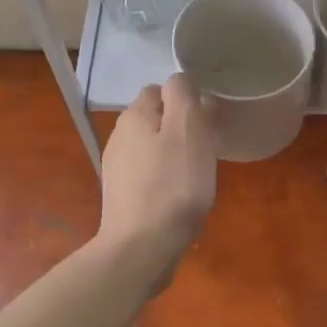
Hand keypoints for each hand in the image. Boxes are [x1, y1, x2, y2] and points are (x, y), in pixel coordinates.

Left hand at [98, 73, 215, 277]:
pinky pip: (150, 174)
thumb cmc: (172, 185)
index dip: (186, 100)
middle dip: (182, 127)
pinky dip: (166, 178)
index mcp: (135, 116)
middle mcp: (120, 136)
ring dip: (175, 154)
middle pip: (157, 118)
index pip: (161, 89)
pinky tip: (180, 197)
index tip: (208, 121)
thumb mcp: (188, 130)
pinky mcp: (123, 195)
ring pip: (153, 147)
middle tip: (207, 148)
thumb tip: (180, 79)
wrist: (141, 247)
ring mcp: (118, 168)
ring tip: (197, 175)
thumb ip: (183, 96)